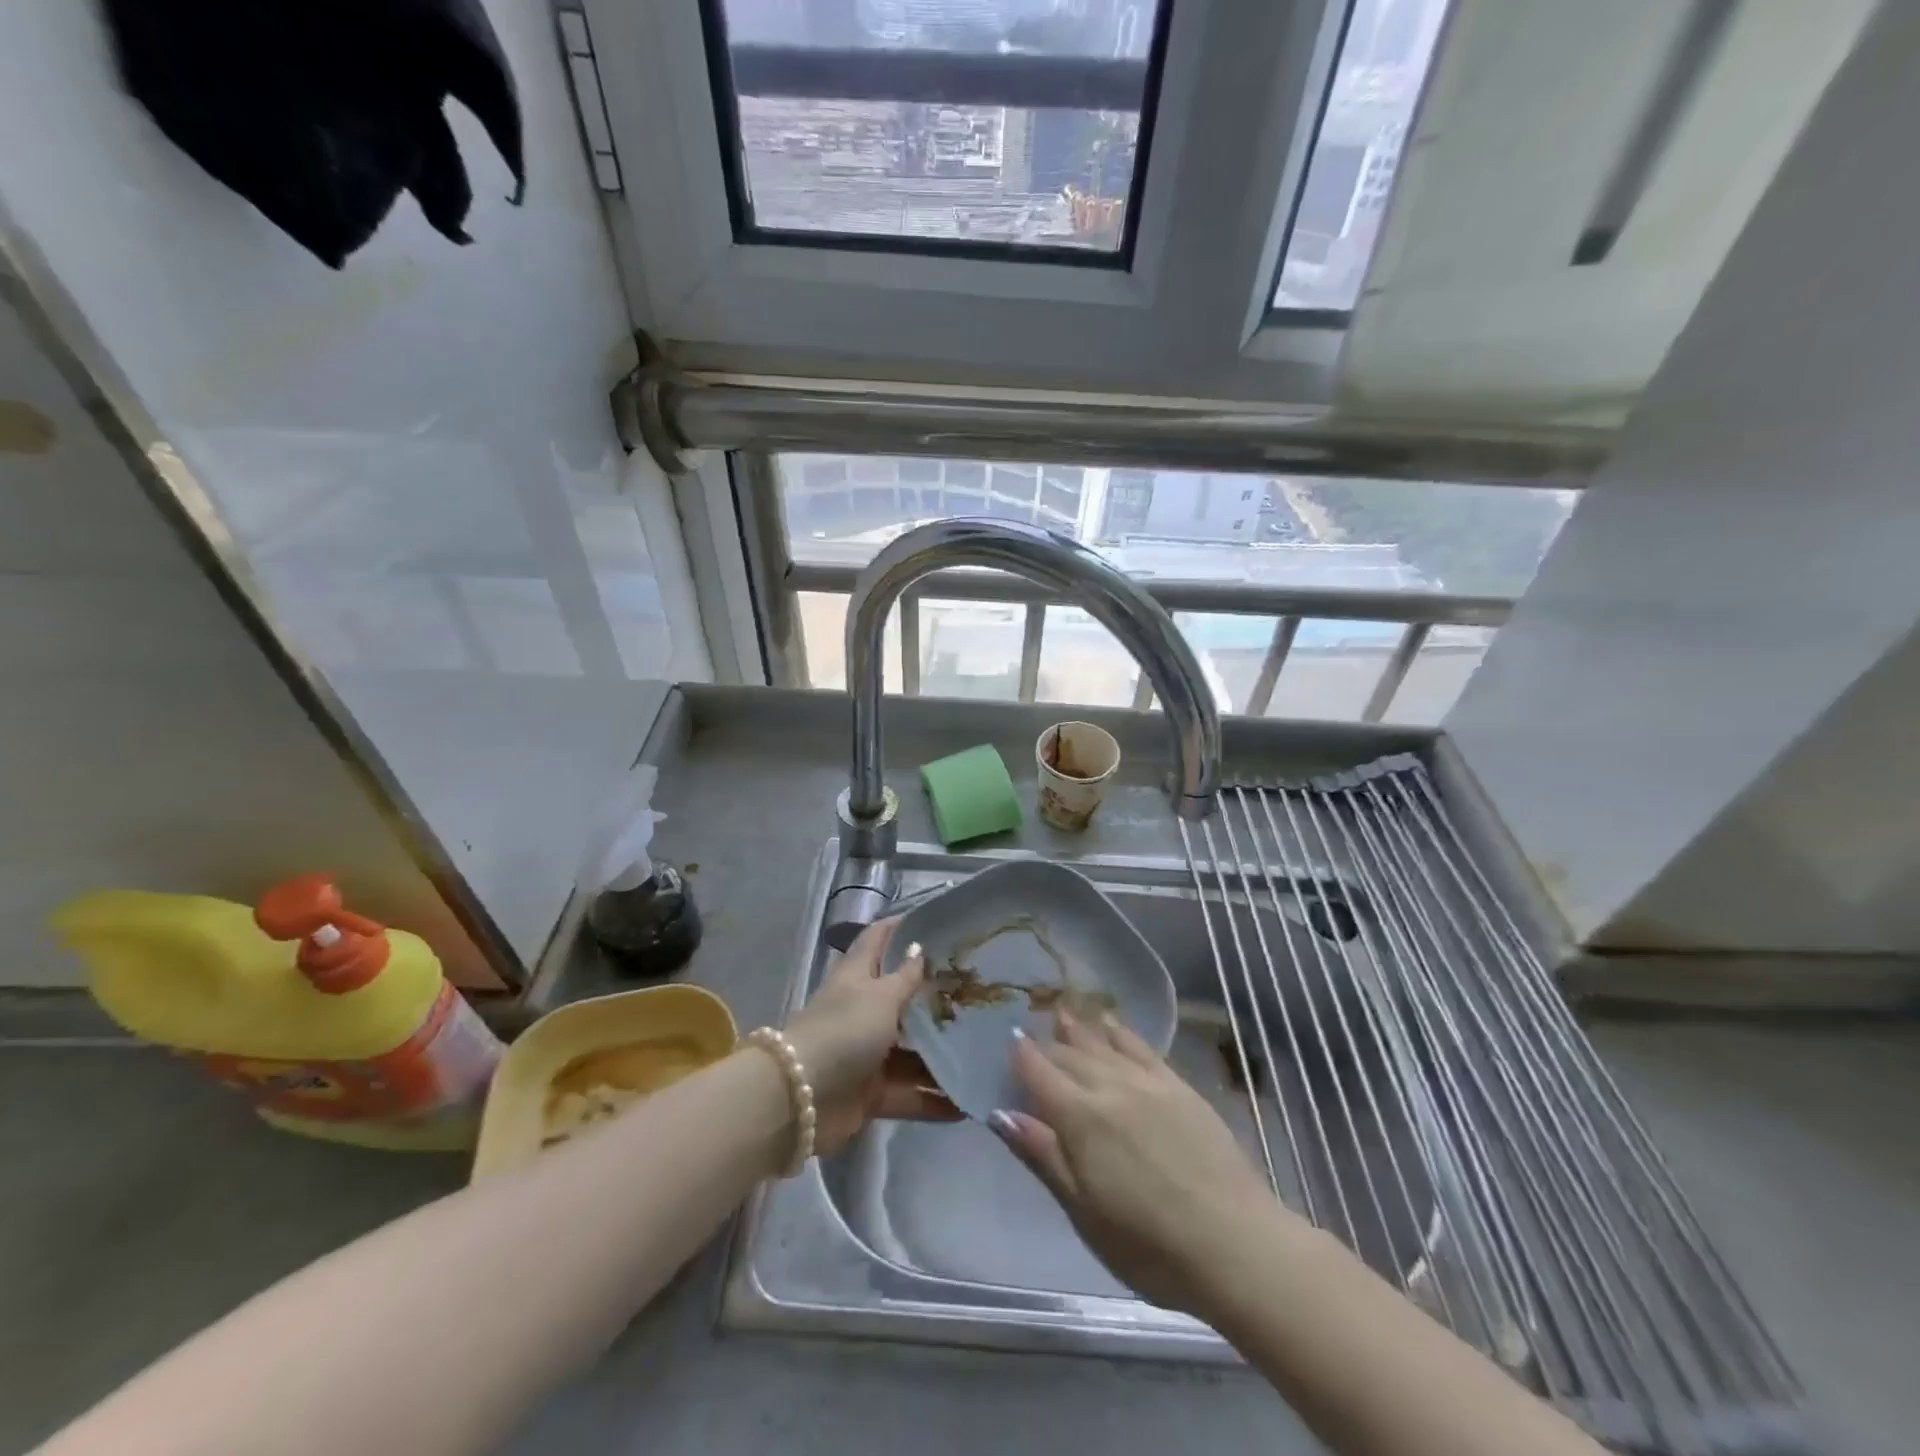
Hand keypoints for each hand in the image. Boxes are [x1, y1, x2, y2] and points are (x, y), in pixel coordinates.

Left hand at [782, 918, 959, 1155]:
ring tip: (984, 1049)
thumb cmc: (844, 1031)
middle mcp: (861, 1010)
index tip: (939, 921)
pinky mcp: (869, 1092)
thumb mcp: (880, 997)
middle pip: (900, 997)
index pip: (878, 939)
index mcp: (856, 976)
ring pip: (910, 1050)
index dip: (902, 926)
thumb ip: (905, 977)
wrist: (801, 1099)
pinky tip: (967, 1101)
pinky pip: (908, 1093)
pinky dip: (932, 1099)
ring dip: (940, 1053)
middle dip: (935, 995)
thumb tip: (918, 946)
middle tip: (977, 990)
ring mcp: (864, 1053)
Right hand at [991, 1011, 1291, 1313]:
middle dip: (1047, 1044)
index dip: (1021, 1056)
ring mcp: (1147, 1082)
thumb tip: (1001, 1113)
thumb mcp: (1084, 1212)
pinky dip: (1120, 1032)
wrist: (1236, 1245)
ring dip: (1079, 1028)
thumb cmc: (1149, 1245)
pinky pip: (1141, 1047)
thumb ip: (1042, 1156)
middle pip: (1069, 1055)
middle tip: (1030, 1030)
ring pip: (1102, 1043)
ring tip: (1062, 1012)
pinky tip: (1111, 1023)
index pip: (1039, 1073)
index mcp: (1079, 1117)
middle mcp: (1109, 1086)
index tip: (1008, 1040)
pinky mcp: (1179, 1087)